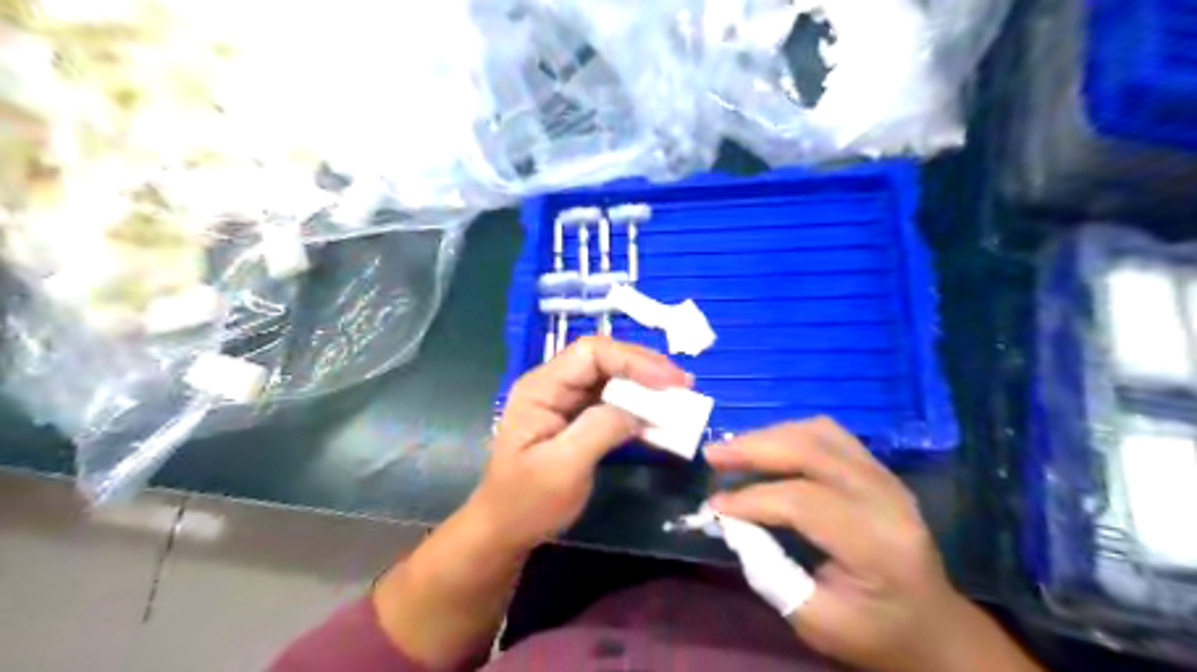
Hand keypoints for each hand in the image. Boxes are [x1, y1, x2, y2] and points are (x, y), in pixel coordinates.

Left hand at [471, 336, 691, 551]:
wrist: (505, 530)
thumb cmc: (527, 503)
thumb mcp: (563, 469)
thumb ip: (599, 430)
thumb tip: (639, 410)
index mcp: (541, 388)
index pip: (590, 353)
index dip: (632, 360)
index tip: (669, 380)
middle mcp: (553, 385)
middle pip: (603, 358)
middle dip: (644, 367)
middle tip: (683, 383)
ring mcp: (565, 400)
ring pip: (612, 377)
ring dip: (646, 384)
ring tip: (679, 394)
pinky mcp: (578, 417)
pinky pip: (612, 400)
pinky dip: (639, 405)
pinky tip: (660, 415)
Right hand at [704, 418, 1044, 671]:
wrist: (934, 627)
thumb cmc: (875, 633)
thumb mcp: (816, 622)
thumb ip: (771, 573)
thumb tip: (732, 524)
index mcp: (878, 545)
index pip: (803, 501)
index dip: (752, 499)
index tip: (714, 506)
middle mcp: (887, 500)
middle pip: (812, 451)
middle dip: (755, 448)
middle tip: (713, 455)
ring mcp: (887, 478)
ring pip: (820, 433)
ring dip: (771, 436)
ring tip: (735, 450)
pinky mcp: (880, 471)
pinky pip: (830, 436)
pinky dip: (790, 436)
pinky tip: (768, 450)